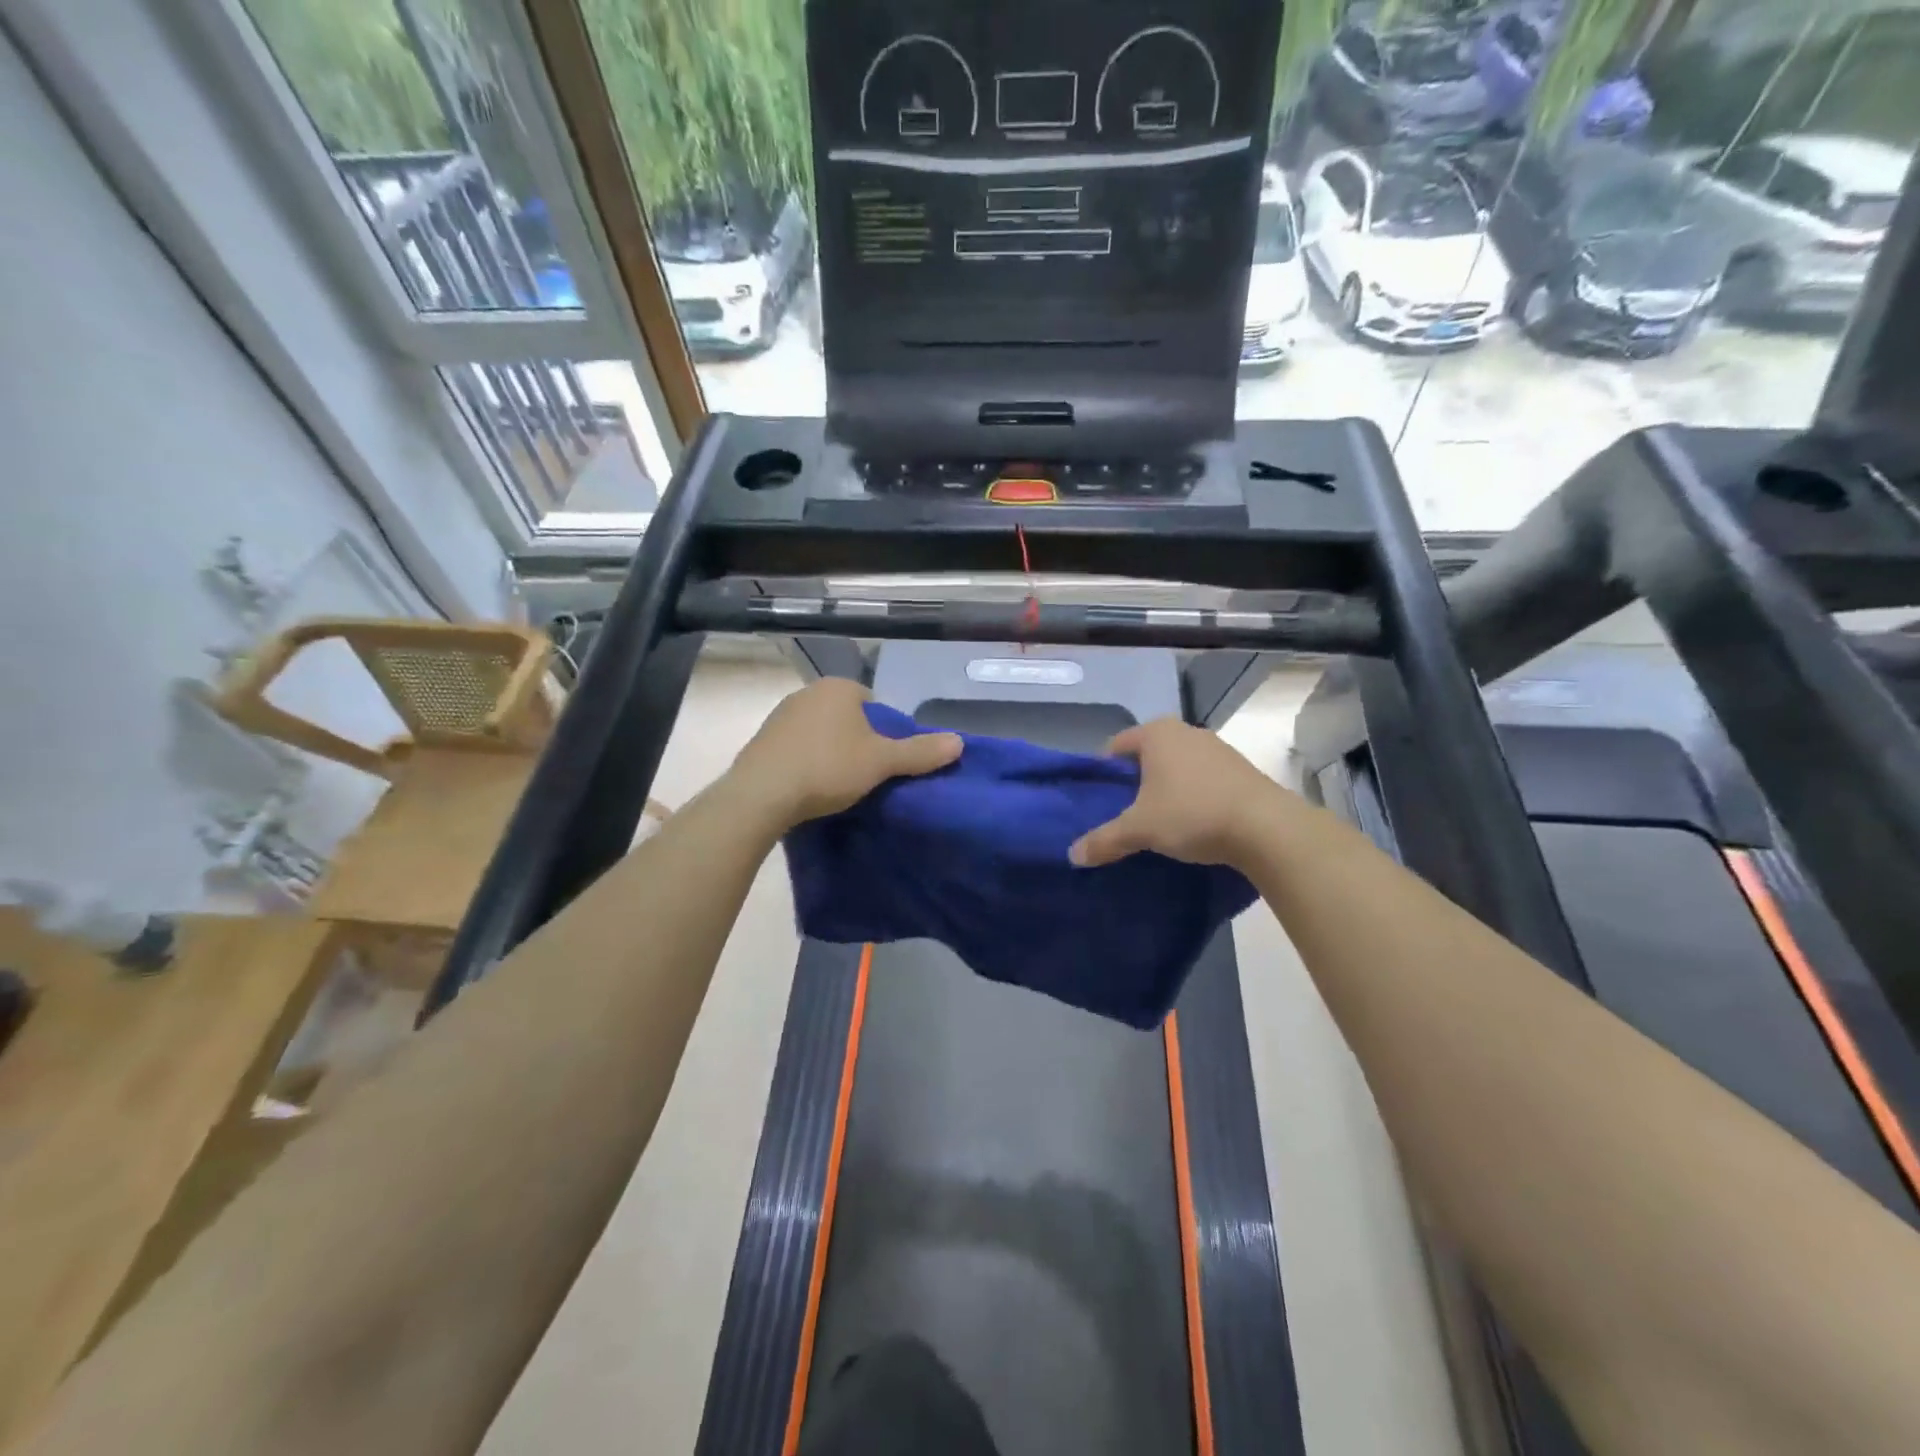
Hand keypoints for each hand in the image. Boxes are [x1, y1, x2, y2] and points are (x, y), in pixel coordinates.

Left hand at [729, 678, 961, 829]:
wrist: (762, 794)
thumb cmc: (829, 768)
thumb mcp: (881, 762)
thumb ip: (920, 752)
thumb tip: (960, 742)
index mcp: (839, 687)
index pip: (874, 705)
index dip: (885, 733)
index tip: (884, 762)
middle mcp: (808, 692)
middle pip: (847, 718)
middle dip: (857, 742)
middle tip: (865, 775)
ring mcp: (780, 714)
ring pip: (821, 732)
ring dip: (831, 753)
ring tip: (837, 785)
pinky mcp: (762, 739)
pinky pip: (796, 747)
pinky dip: (806, 762)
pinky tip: (809, 787)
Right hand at [1069, 719, 1289, 868]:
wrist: (1267, 828)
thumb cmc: (1192, 814)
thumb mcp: (1140, 830)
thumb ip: (1104, 840)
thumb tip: (1072, 855)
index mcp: (1156, 733)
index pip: (1115, 747)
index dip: (1103, 774)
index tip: (1101, 803)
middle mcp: (1186, 731)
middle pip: (1146, 756)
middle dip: (1134, 783)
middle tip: (1126, 815)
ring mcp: (1218, 748)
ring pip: (1177, 767)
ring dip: (1166, 790)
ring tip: (1159, 823)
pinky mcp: (1241, 769)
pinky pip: (1203, 779)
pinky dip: (1193, 796)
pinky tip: (1193, 823)